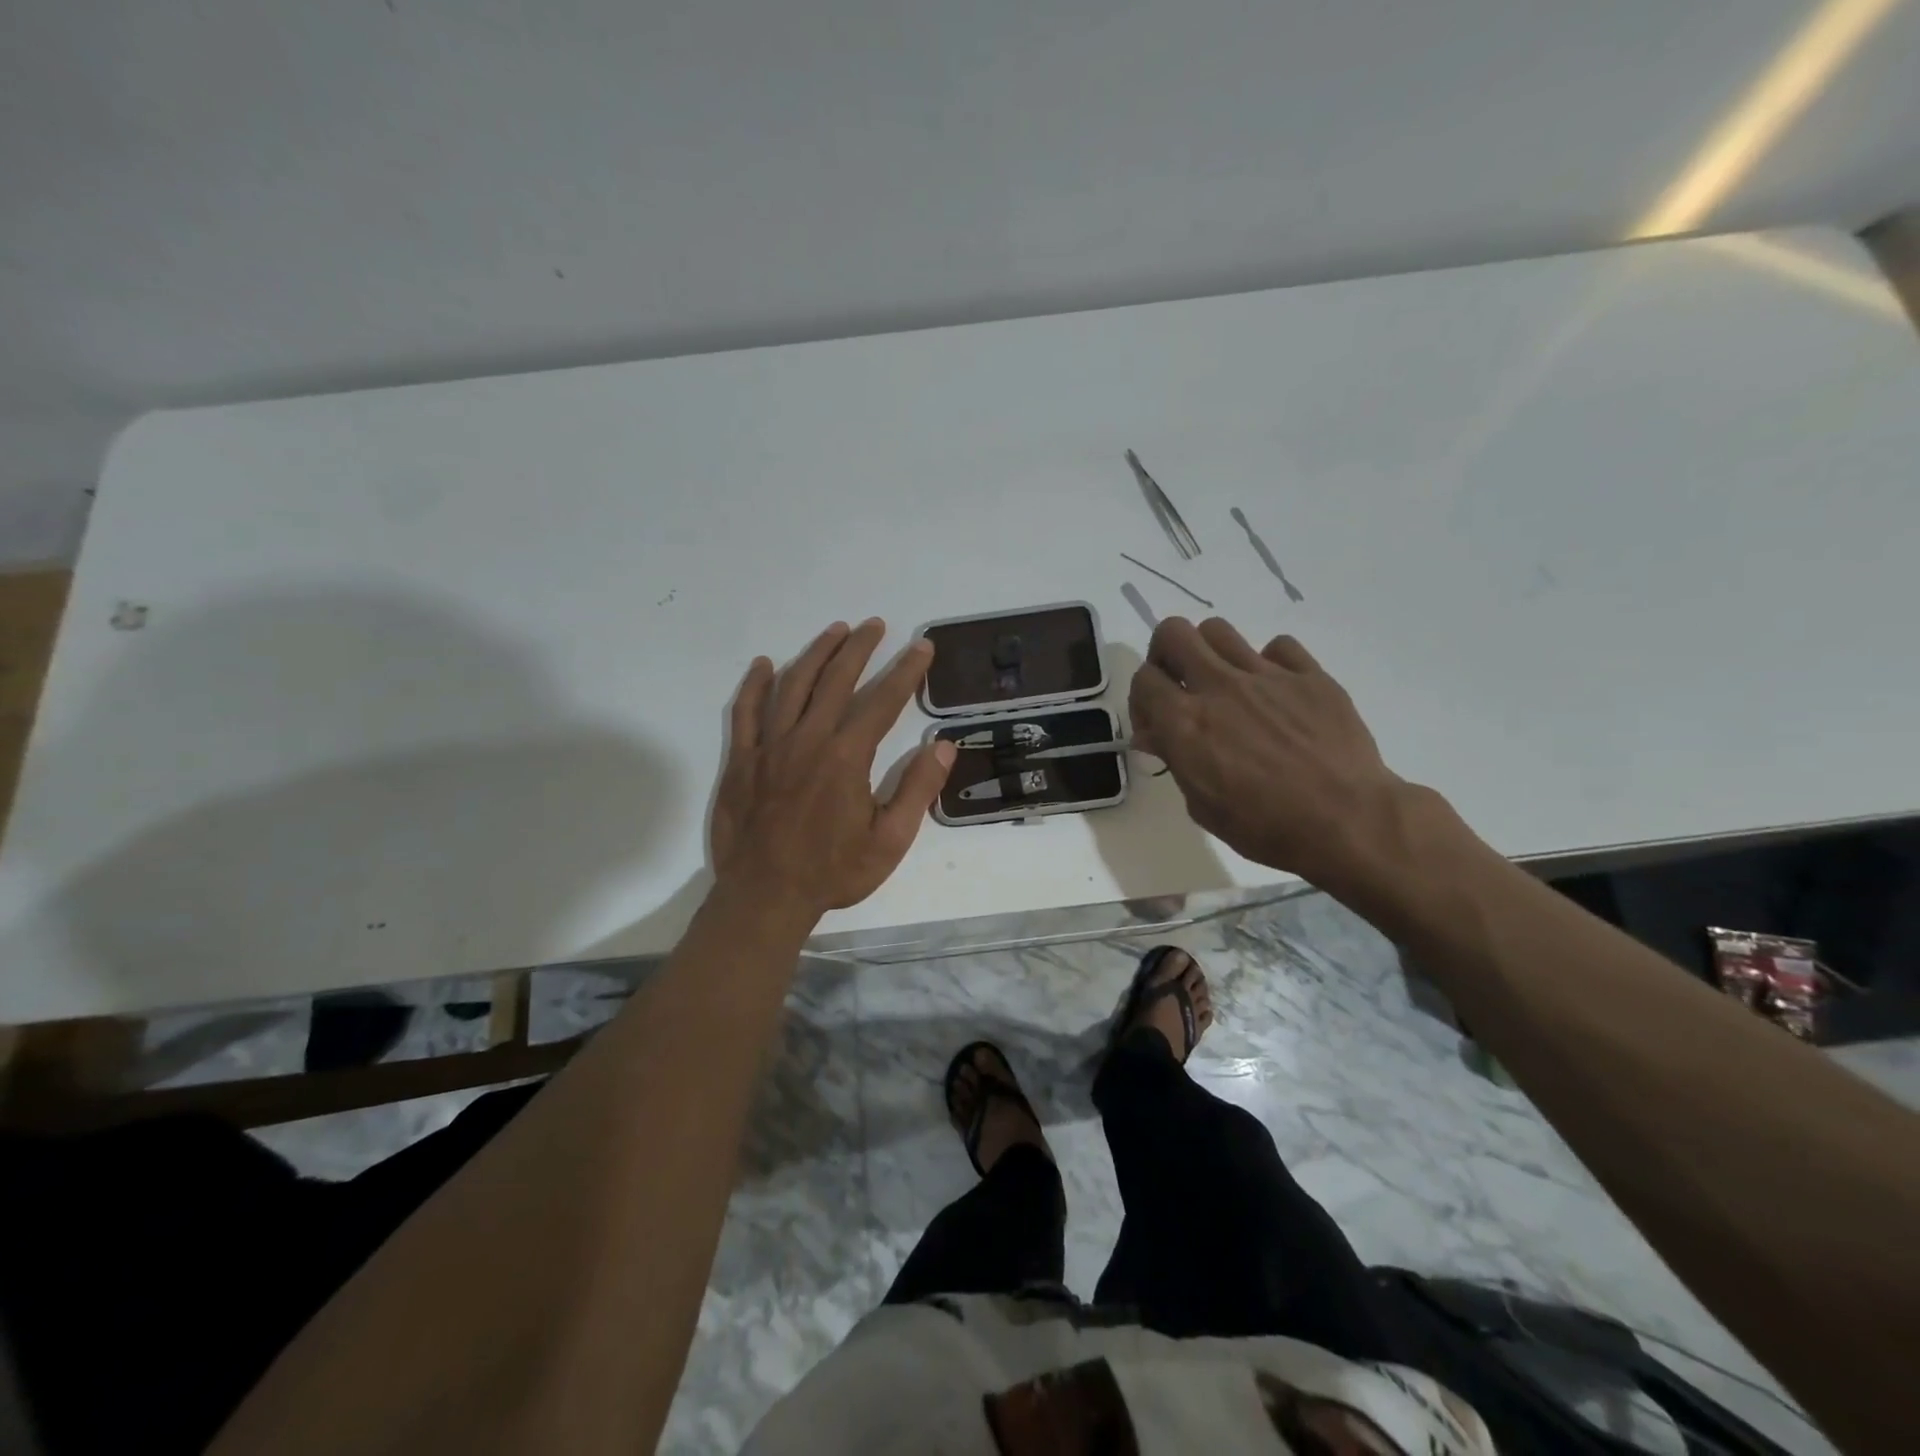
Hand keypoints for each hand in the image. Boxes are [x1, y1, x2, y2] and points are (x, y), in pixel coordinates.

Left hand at [711, 619, 956, 915]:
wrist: (765, 897)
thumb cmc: (833, 872)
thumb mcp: (889, 841)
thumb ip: (917, 790)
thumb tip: (942, 746)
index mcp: (846, 757)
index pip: (882, 702)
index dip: (905, 671)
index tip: (922, 647)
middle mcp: (807, 739)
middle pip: (836, 680)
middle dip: (860, 648)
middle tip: (876, 625)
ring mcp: (769, 747)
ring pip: (792, 685)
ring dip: (816, 654)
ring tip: (835, 631)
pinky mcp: (741, 760)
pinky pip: (745, 712)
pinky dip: (754, 685)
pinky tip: (764, 665)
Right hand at [1128, 617, 1408, 890]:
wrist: (1347, 822)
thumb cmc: (1265, 827)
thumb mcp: (1202, 805)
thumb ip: (1175, 760)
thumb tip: (1155, 735)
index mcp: (1185, 722)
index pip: (1143, 679)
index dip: (1142, 698)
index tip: (1155, 723)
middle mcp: (1219, 687)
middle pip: (1173, 633)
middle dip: (1166, 654)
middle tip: (1179, 683)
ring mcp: (1266, 675)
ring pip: (1219, 630)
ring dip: (1211, 652)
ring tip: (1225, 683)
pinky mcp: (1309, 675)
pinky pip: (1278, 646)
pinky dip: (1269, 663)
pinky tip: (1276, 693)